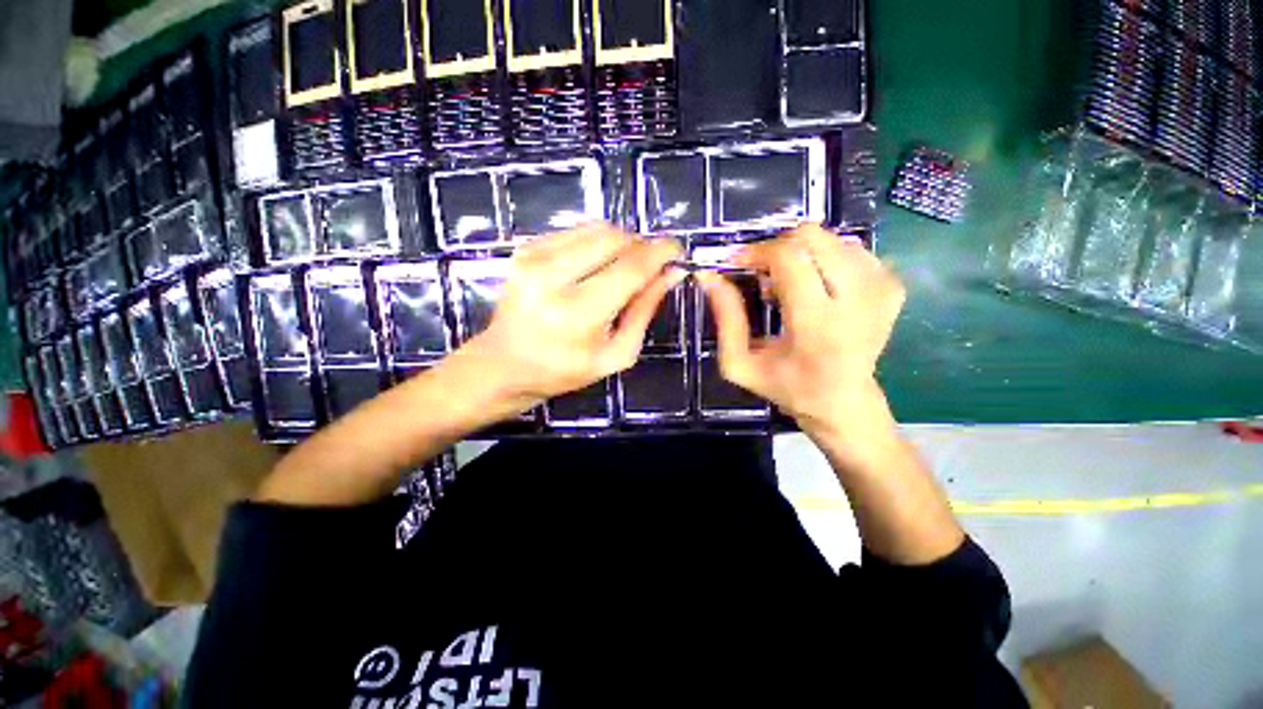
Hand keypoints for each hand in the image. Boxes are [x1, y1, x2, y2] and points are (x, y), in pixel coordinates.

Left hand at [462, 224, 683, 409]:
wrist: (504, 364)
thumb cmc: (564, 370)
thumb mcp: (616, 353)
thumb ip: (644, 311)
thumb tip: (671, 273)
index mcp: (577, 314)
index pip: (631, 268)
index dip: (661, 253)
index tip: (677, 251)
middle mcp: (552, 278)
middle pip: (615, 238)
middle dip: (641, 246)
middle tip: (649, 266)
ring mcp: (533, 258)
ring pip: (597, 229)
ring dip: (620, 243)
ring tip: (621, 268)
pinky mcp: (526, 249)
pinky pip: (576, 231)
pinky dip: (596, 243)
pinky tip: (594, 266)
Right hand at [698, 224, 904, 440]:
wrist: (844, 401)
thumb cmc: (786, 386)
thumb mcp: (739, 364)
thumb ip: (725, 319)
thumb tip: (709, 276)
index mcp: (817, 325)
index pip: (789, 258)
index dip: (757, 251)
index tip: (738, 263)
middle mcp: (858, 300)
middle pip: (813, 237)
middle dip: (778, 247)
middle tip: (763, 273)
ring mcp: (882, 289)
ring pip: (831, 239)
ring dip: (801, 254)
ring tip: (789, 285)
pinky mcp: (893, 286)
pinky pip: (851, 249)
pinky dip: (825, 259)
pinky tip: (816, 285)